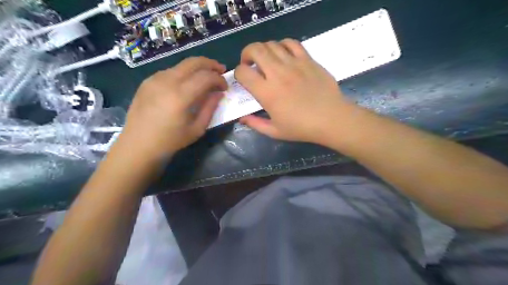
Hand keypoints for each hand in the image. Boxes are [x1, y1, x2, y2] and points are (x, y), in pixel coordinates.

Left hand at [117, 57, 225, 160]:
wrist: (138, 145)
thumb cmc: (170, 141)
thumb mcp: (197, 129)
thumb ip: (210, 108)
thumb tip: (219, 93)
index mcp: (181, 96)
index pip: (206, 77)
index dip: (219, 79)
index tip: (225, 87)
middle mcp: (167, 81)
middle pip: (193, 62)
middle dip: (210, 64)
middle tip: (220, 70)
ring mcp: (155, 79)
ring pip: (181, 65)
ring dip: (197, 68)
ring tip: (205, 77)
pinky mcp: (147, 81)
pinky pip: (170, 71)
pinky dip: (183, 73)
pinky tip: (186, 84)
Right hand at [235, 39, 355, 143]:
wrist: (331, 119)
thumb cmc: (302, 128)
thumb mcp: (275, 131)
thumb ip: (255, 124)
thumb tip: (242, 118)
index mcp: (267, 92)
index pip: (243, 72)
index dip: (238, 73)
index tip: (243, 79)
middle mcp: (278, 74)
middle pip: (255, 50)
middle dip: (246, 54)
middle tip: (250, 63)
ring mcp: (294, 64)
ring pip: (272, 44)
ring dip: (263, 50)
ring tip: (266, 60)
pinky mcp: (308, 60)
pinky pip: (291, 43)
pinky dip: (282, 45)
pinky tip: (283, 54)